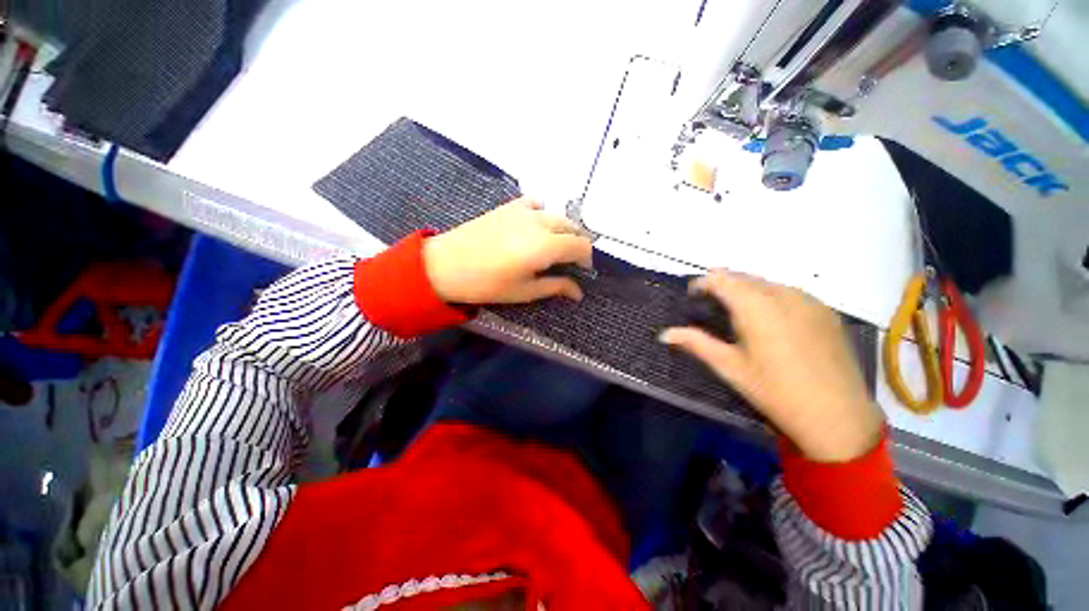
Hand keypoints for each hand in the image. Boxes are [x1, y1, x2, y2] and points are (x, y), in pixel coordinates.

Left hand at [422, 198, 592, 304]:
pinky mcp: (509, 206)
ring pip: (557, 215)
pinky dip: (543, 213)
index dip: (587, 258)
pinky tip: (536, 225)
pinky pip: (536, 203)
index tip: (582, 271)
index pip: (581, 245)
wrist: (446, 264)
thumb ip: (556, 287)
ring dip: (563, 230)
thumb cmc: (487, 284)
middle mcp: (540, 223)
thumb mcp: (525, 291)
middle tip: (569, 262)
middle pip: (573, 228)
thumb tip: (579, 292)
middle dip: (577, 244)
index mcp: (546, 246)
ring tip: (554, 246)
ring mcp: (524, 211)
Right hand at [660, 272, 883, 462]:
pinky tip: (768, 317)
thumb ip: (695, 343)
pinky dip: (770, 295)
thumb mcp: (729, 367)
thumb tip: (665, 334)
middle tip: (709, 301)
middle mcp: (783, 294)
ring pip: (767, 282)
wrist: (838, 416)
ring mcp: (809, 300)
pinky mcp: (825, 311)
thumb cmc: (775, 391)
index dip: (702, 282)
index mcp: (756, 306)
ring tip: (735, 309)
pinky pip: (789, 292)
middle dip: (722, 283)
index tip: (692, 295)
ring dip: (746, 288)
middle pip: (744, 277)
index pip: (722, 279)